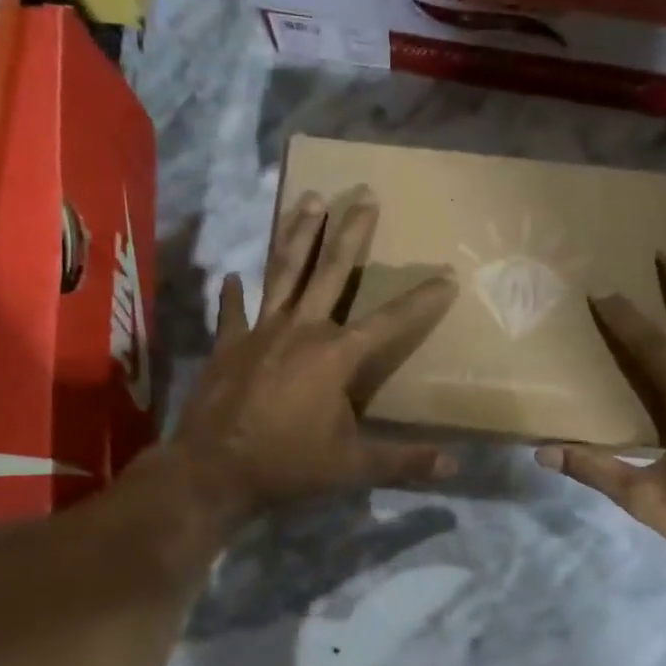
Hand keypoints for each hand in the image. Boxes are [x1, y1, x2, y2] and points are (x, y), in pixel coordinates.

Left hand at [171, 189, 458, 524]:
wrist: (211, 471)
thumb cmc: (287, 465)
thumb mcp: (351, 467)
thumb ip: (402, 461)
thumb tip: (454, 467)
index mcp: (335, 355)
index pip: (390, 321)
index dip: (422, 300)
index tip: (448, 276)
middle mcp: (301, 330)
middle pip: (331, 271)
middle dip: (351, 232)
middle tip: (364, 194)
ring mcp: (260, 332)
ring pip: (283, 272)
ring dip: (298, 235)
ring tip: (309, 199)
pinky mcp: (228, 344)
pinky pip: (232, 311)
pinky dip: (232, 294)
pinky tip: (231, 274)